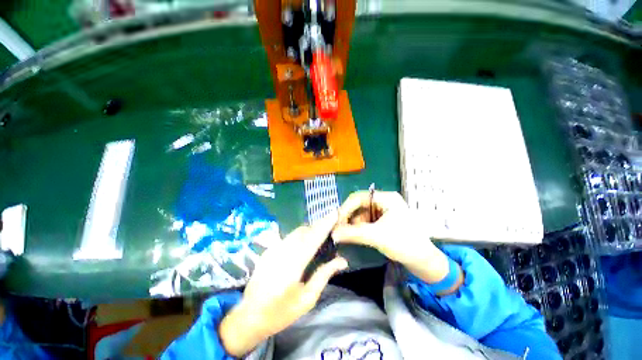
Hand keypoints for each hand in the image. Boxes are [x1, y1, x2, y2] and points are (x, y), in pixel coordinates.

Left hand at [220, 214, 347, 356]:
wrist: (249, 315)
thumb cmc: (281, 312)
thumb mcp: (307, 299)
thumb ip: (324, 275)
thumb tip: (342, 260)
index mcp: (293, 266)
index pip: (313, 239)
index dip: (324, 225)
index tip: (334, 213)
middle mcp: (282, 252)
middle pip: (304, 231)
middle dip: (319, 225)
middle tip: (331, 226)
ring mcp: (273, 249)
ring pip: (296, 232)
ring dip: (310, 230)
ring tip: (320, 233)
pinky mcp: (269, 250)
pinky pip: (289, 237)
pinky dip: (300, 235)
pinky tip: (305, 242)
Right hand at [332, 190, 455, 285]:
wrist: (424, 262)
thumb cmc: (404, 244)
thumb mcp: (377, 236)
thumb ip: (353, 233)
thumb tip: (333, 233)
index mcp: (386, 198)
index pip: (359, 197)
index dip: (345, 208)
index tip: (335, 221)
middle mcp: (384, 201)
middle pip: (360, 205)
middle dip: (348, 217)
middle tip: (338, 229)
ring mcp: (384, 211)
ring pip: (362, 214)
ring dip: (352, 223)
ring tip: (344, 234)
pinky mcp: (384, 221)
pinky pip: (366, 221)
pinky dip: (358, 227)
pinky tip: (353, 235)